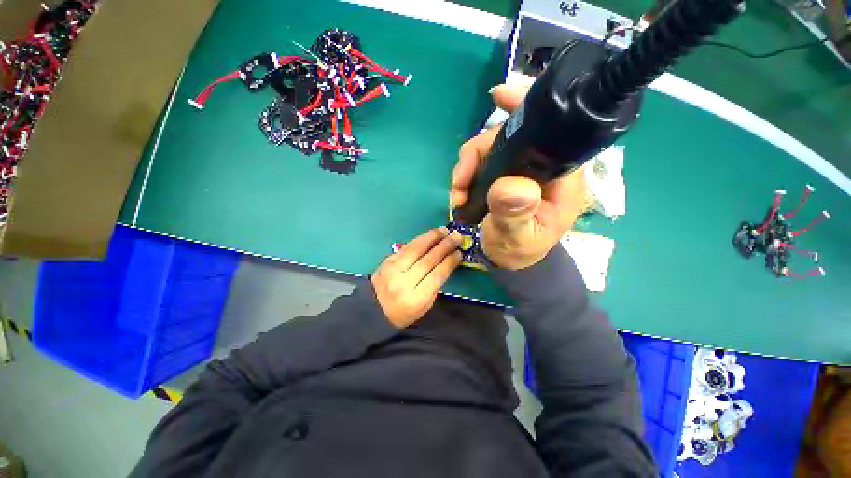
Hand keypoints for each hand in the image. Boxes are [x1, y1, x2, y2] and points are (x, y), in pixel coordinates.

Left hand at [371, 228, 462, 327]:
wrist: (374, 308)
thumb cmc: (404, 311)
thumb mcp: (425, 305)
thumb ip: (435, 285)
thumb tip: (446, 262)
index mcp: (416, 298)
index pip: (437, 275)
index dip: (450, 261)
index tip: (459, 252)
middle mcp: (404, 282)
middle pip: (428, 259)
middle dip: (445, 246)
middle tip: (457, 236)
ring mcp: (393, 269)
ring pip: (416, 249)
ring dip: (432, 237)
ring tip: (444, 230)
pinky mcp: (388, 260)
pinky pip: (407, 247)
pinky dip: (420, 239)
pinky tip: (429, 235)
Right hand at [451, 84, 590, 269]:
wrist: (509, 260)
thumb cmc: (519, 251)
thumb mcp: (517, 238)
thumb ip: (515, 214)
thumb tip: (509, 185)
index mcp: (560, 177)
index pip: (552, 129)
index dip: (527, 108)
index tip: (498, 98)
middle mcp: (542, 166)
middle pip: (510, 136)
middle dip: (479, 152)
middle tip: (460, 179)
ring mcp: (520, 170)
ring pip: (491, 148)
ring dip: (468, 166)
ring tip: (457, 192)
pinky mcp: (504, 176)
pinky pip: (482, 163)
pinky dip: (467, 173)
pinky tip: (460, 191)